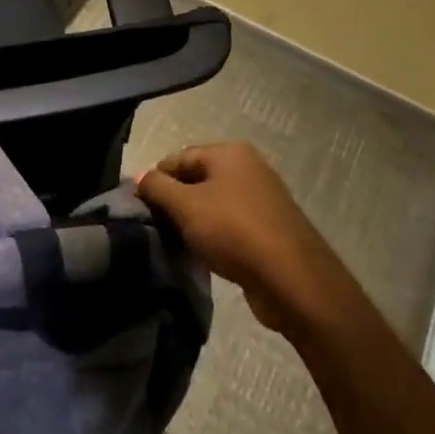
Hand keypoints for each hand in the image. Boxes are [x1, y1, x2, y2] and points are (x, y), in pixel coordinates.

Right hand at [137, 142, 341, 332]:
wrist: (293, 280)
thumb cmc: (234, 231)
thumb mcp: (185, 206)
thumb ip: (157, 188)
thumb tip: (140, 177)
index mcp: (229, 153)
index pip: (179, 158)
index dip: (156, 179)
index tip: (140, 207)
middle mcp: (248, 168)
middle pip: (197, 179)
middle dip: (175, 202)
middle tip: (156, 227)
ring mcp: (263, 198)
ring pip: (214, 204)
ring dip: (194, 222)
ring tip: (177, 243)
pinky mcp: (270, 229)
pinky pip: (231, 225)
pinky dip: (215, 236)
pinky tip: (204, 255)